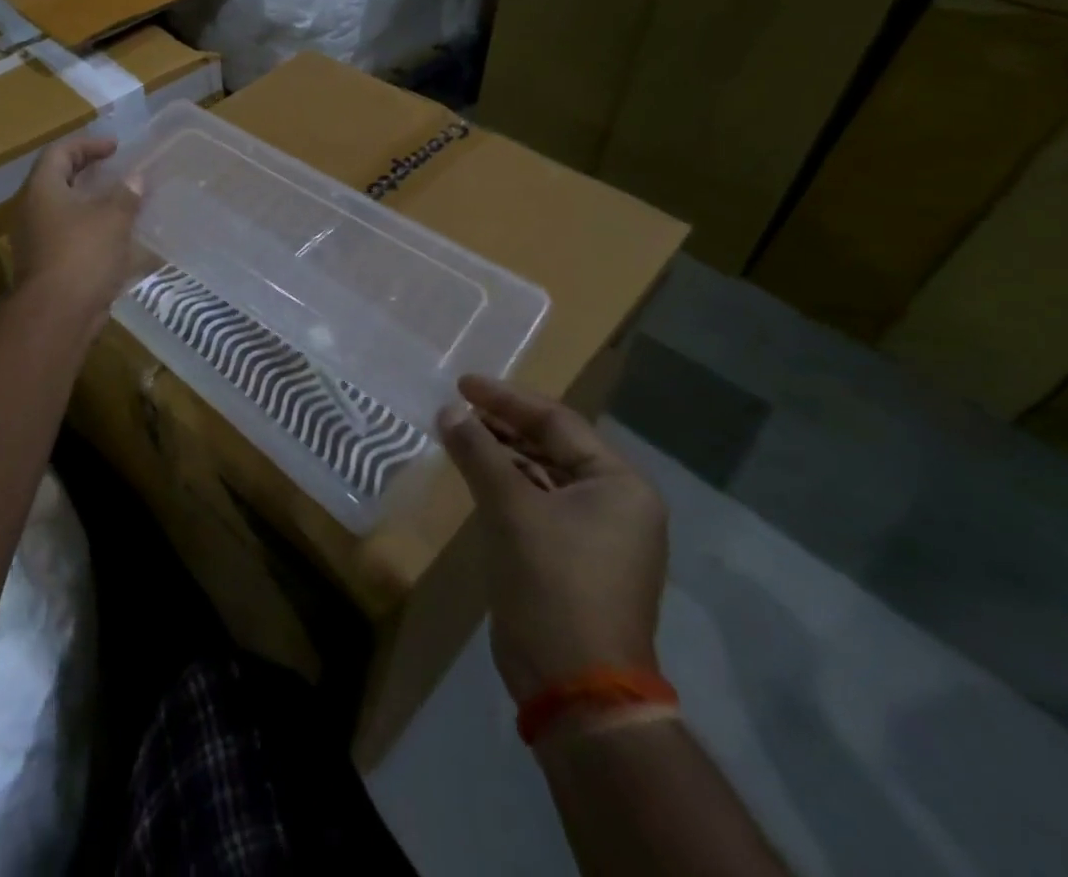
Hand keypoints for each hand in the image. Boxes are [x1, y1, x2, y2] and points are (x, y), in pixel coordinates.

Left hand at [13, 136, 142, 328]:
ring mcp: (35, 239)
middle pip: (58, 179)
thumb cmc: (83, 254)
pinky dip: (90, 230)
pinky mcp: (45, 264)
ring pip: (64, 210)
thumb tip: (136, 178)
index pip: (60, 152)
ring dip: (91, 204)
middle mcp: (32, 210)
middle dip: (89, 173)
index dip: (88, 144)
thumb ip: (126, 194)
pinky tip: (115, 238)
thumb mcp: (113, 218)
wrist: (56, 314)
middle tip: (116, 171)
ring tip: (121, 204)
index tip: (115, 148)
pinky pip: (68, 236)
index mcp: (42, 189)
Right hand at [438, 376, 667, 704]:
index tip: (462, 384)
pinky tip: (473, 475)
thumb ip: (478, 452)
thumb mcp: (511, 508)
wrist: (574, 683)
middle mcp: (615, 503)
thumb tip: (448, 411)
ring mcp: (595, 534)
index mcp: (619, 485)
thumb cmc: (554, 582)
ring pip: (541, 474)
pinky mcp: (571, 558)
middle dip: (502, 425)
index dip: (506, 399)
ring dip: (500, 454)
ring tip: (457, 435)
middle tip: (456, 408)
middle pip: (552, 445)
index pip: (558, 422)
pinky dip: (505, 485)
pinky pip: (536, 503)